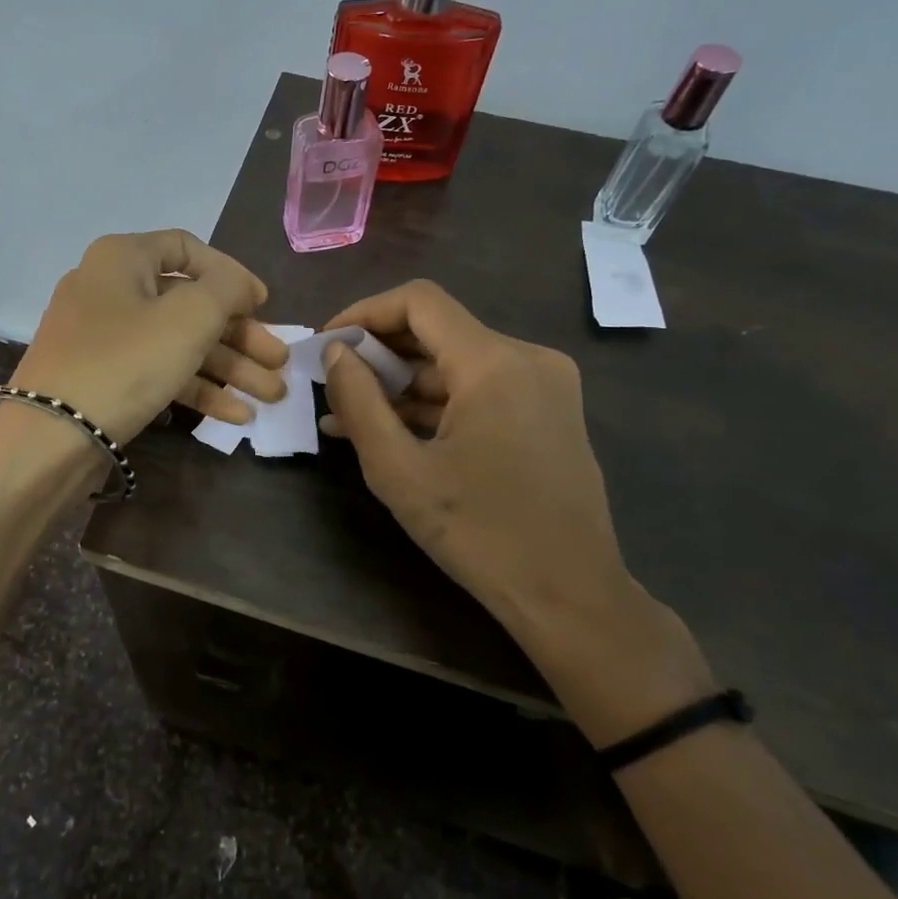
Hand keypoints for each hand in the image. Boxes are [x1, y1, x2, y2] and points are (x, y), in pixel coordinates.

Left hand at [12, 231, 288, 445]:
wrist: (51, 436)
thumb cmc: (126, 361)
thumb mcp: (190, 316)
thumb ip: (227, 289)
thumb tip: (239, 285)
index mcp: (123, 258)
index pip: (188, 249)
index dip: (232, 275)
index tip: (263, 306)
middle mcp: (110, 289)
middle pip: (190, 304)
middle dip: (241, 336)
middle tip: (279, 362)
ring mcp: (103, 338)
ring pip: (178, 343)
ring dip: (228, 368)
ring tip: (271, 396)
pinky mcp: (102, 379)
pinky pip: (157, 372)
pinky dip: (196, 389)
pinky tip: (236, 415)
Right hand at [320, 281, 713, 742]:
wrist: (570, 596)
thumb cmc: (478, 534)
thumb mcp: (398, 470)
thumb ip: (359, 402)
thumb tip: (336, 352)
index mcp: (494, 363)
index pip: (419, 302)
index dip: (364, 313)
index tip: (327, 344)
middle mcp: (528, 358)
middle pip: (439, 330)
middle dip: (379, 353)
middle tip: (332, 383)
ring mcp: (545, 386)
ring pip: (457, 363)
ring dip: (403, 385)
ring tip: (349, 416)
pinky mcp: (549, 413)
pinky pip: (480, 390)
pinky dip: (436, 404)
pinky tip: (394, 431)